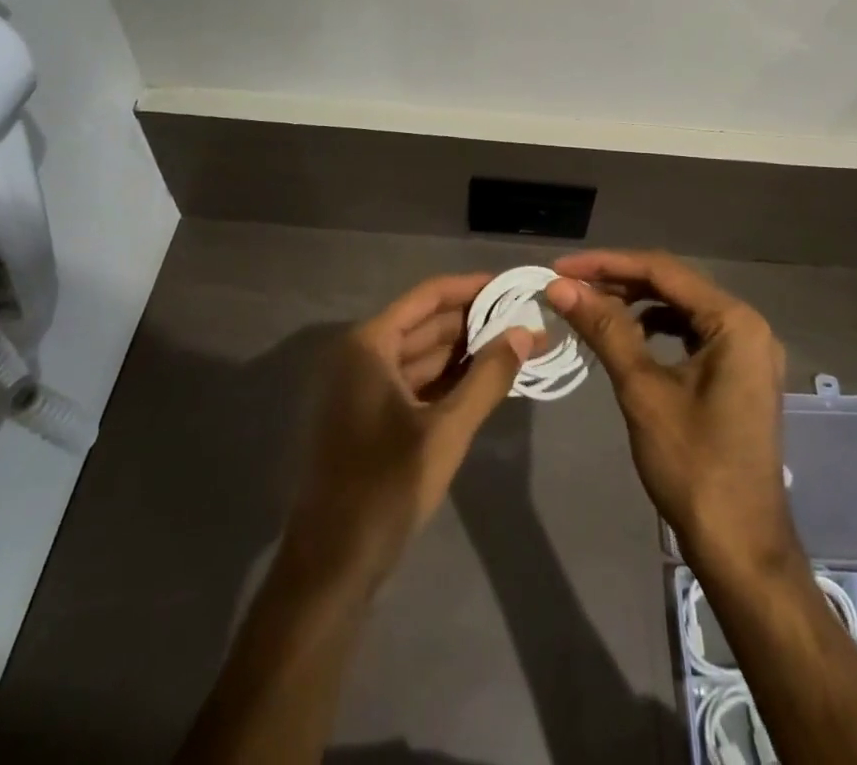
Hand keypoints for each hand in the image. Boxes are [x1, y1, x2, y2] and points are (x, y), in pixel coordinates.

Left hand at [283, 273, 536, 587]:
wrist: (330, 569)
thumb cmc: (385, 488)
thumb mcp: (446, 431)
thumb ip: (488, 377)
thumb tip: (526, 332)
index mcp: (369, 345)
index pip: (428, 297)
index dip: (471, 288)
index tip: (512, 286)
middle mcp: (362, 356)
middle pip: (426, 324)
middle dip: (476, 323)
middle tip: (526, 321)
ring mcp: (363, 389)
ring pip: (423, 356)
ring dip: (467, 354)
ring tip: (517, 349)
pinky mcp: (370, 419)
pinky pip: (416, 384)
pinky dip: (450, 381)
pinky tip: (487, 382)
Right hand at [546, 251, 798, 580]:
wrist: (741, 549)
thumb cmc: (694, 466)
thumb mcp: (643, 391)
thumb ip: (605, 330)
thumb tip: (561, 287)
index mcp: (734, 322)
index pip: (662, 271)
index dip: (607, 264)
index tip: (561, 268)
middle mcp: (747, 325)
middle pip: (673, 285)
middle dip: (619, 282)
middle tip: (568, 287)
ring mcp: (747, 352)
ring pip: (681, 309)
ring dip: (635, 304)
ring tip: (590, 308)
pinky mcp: (738, 374)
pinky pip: (691, 334)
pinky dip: (656, 329)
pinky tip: (626, 337)